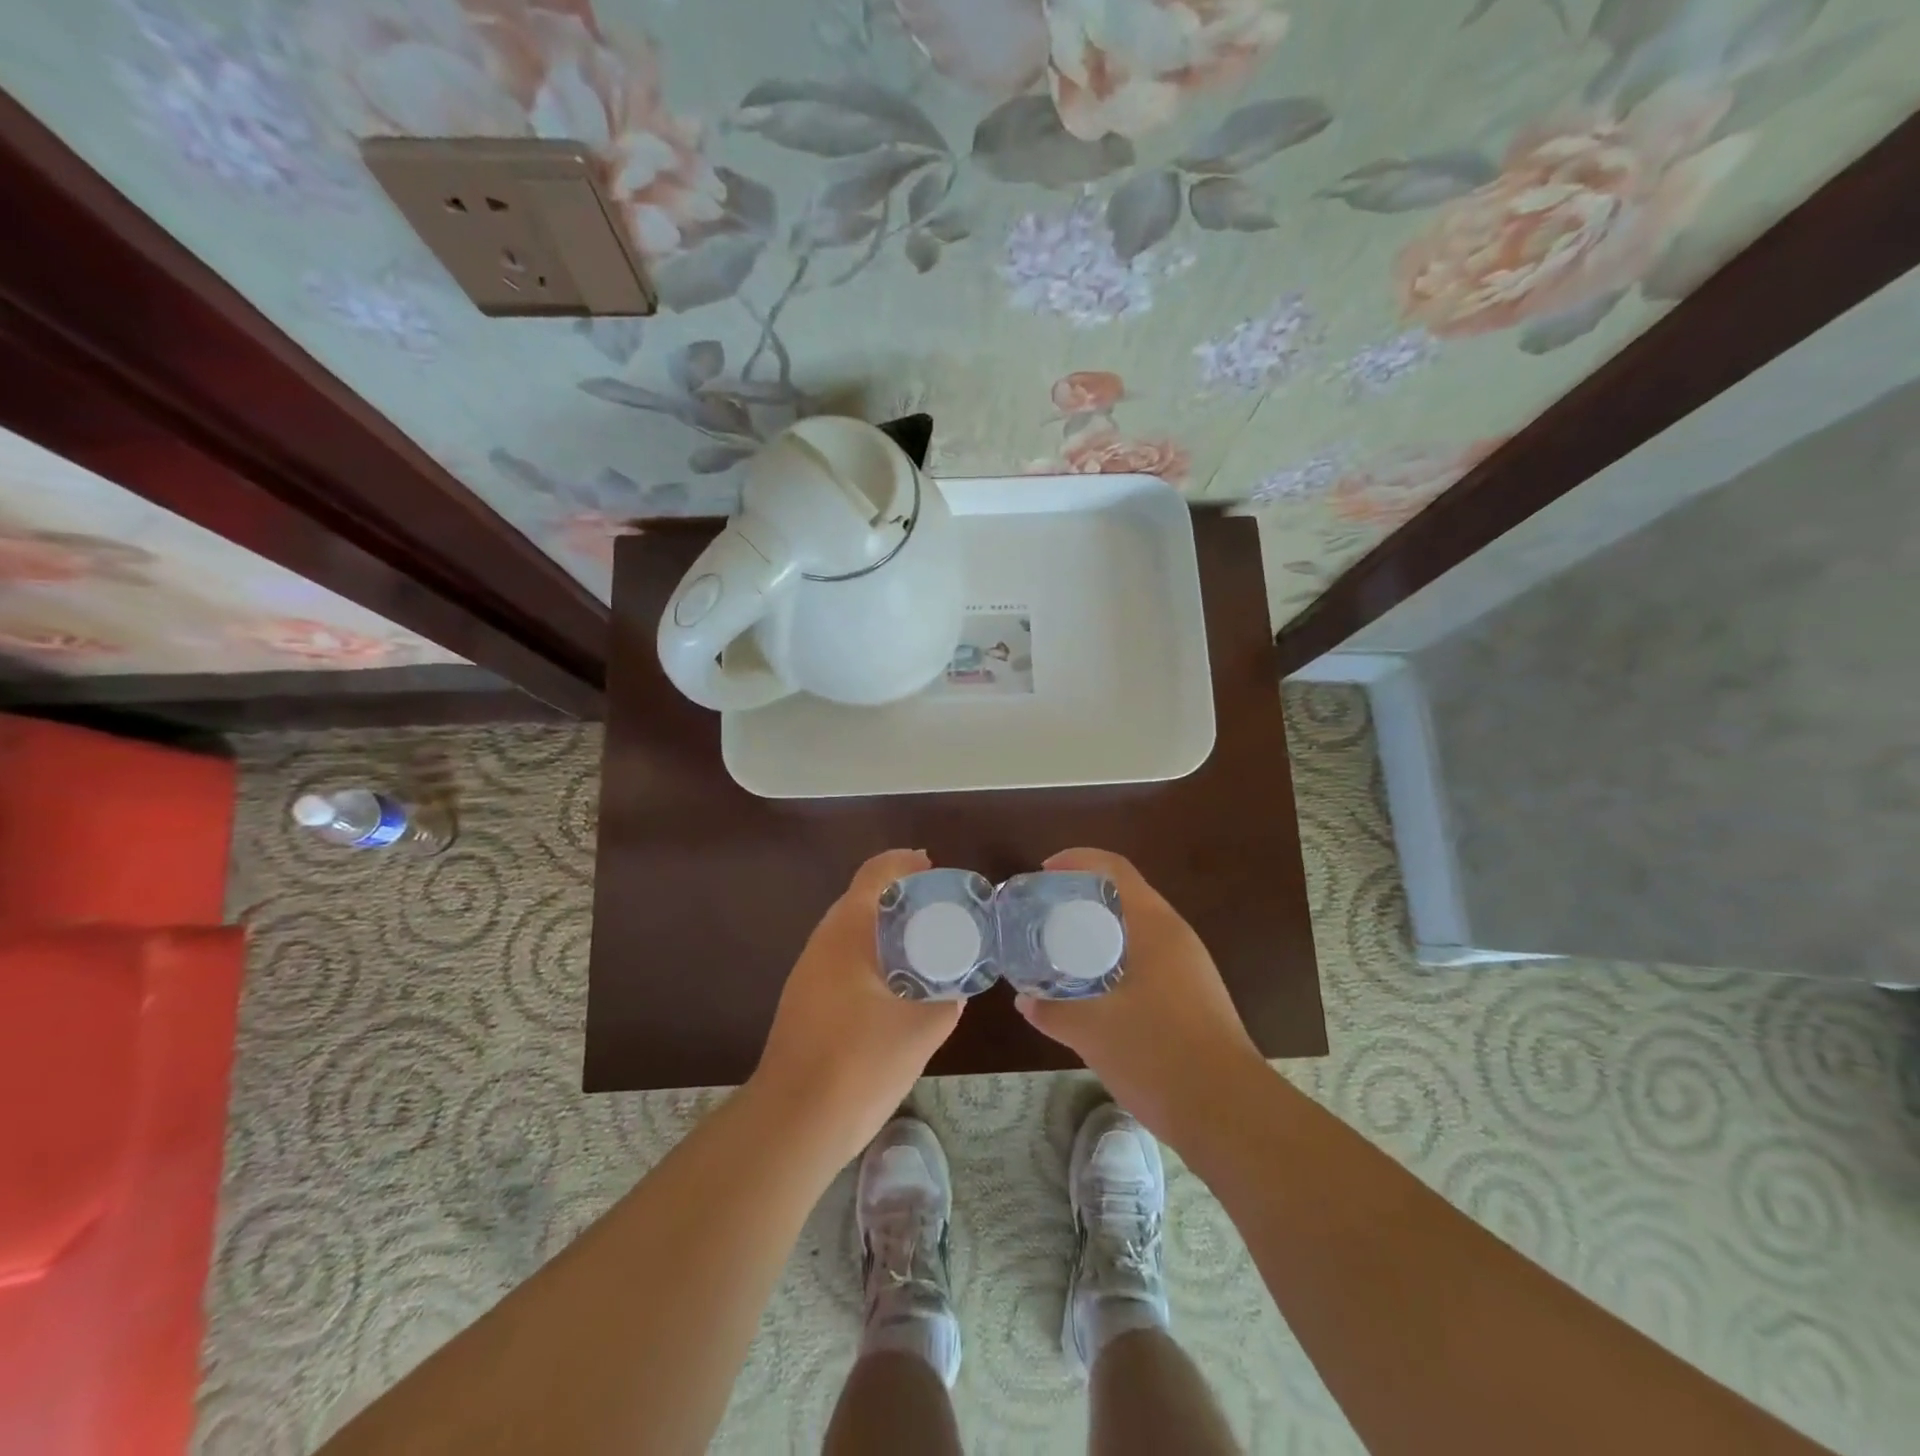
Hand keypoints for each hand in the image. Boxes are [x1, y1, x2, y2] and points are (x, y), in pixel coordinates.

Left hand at [751, 849, 961, 1165]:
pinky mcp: (807, 1001)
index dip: (904, 863)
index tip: (935, 868)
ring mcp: (809, 973)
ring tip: (927, 943)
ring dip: (887, 928)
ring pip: (853, 932)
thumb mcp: (921, 1029)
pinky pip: (846, 959)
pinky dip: (875, 955)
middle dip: (901, 897)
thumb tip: (958, 986)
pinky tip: (899, 984)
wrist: (793, 1124)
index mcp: (847, 933)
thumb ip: (947, 998)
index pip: (875, 875)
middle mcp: (823, 943)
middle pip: (862, 899)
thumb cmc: (858, 1064)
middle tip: (942, 908)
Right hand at [1016, 848, 1266, 1144]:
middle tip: (1044, 915)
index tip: (1043, 873)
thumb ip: (1054, 1010)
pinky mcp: (1193, 998)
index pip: (1116, 869)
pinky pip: (1146, 961)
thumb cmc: (1159, 1055)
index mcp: (1156, 926)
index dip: (1077, 860)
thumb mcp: (1093, 1031)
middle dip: (1083, 898)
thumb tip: (1025, 999)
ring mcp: (1189, 969)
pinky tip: (1092, 989)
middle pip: (1125, 896)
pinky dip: (1114, 960)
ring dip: (1099, 932)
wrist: (1229, 1115)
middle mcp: (1176, 937)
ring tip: (1060, 949)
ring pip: (1136, 931)